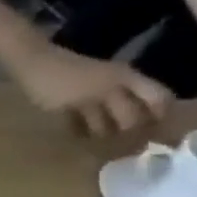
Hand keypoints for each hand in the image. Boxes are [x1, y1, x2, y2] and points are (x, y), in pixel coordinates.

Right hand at [14, 44, 173, 137]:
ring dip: (103, 133)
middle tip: (127, 136)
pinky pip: (76, 129)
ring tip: (99, 133)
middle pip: (132, 121)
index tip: (158, 123)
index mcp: (125, 75)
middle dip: (130, 131)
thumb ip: (126, 87)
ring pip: (104, 128)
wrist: (34, 59)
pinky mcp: (61, 109)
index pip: (158, 98)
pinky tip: (77, 130)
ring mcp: (84, 100)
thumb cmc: (71, 64)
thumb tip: (148, 113)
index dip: (162, 114)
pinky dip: (79, 132)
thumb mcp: (107, 71)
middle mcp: (110, 88)